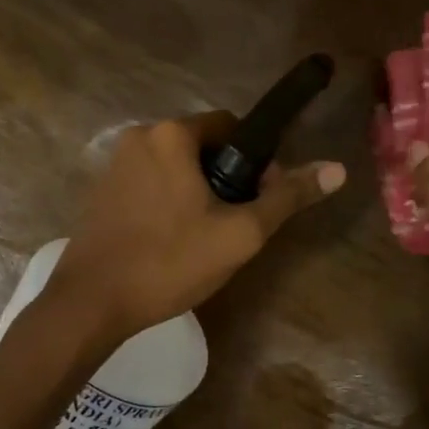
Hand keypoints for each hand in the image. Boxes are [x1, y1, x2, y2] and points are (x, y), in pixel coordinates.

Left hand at [47, 113, 345, 344]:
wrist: (92, 302)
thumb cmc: (170, 262)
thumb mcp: (239, 234)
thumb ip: (287, 198)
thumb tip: (337, 169)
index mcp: (171, 134)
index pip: (231, 126)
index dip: (255, 160)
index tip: (259, 199)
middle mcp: (139, 136)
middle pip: (201, 146)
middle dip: (224, 178)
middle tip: (232, 226)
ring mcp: (114, 164)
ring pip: (174, 168)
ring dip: (196, 192)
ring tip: (203, 238)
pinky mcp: (100, 191)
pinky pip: (149, 184)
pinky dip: (168, 202)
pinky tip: (170, 241)